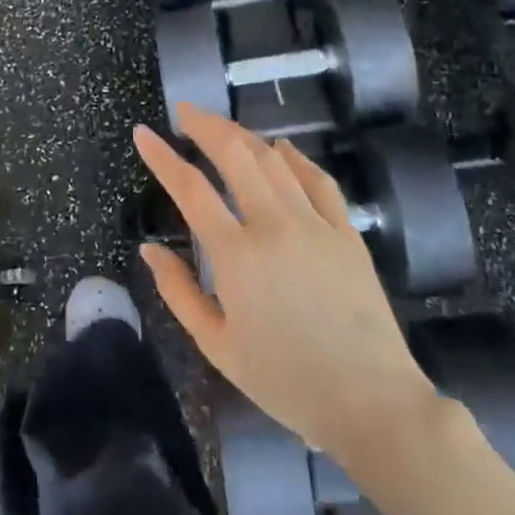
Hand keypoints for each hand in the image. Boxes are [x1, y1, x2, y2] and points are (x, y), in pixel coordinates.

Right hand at [135, 105, 436, 457]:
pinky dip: (297, 158)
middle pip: (236, 155)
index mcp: (237, 255)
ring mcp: (316, 224)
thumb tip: (149, 249)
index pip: (190, 189)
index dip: (162, 156)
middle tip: (185, 113)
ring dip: (244, 135)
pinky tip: (282, 148)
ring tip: (222, 127)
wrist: (371, 401)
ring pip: (275, 161)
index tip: (144, 133)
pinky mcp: (347, 233)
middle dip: (206, 126)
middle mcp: (275, 225)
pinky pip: (319, 181)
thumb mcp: (217, 346)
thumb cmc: (286, 380)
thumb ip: (179, 292)